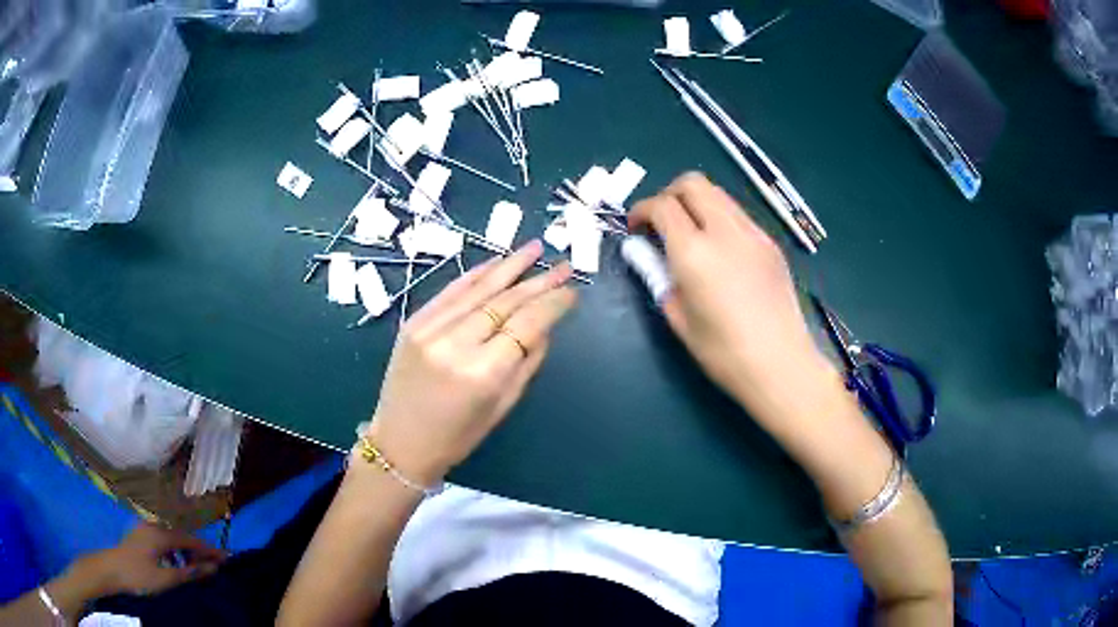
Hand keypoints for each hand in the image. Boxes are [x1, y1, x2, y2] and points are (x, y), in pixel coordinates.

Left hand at [79, 523, 225, 597]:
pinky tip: (174, 565)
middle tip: (213, 567)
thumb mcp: (166, 578)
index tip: (228, 559)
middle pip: (181, 538)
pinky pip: (162, 542)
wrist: (110, 570)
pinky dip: (173, 553)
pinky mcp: (139, 536)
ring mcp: (144, 530)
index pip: (191, 541)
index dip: (209, 550)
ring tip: (195, 569)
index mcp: (160, 534)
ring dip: (185, 554)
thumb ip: (189, 572)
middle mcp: (153, 526)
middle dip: (198, 552)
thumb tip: (212, 568)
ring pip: (171, 541)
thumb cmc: (139, 575)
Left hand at [365, 241, 576, 484]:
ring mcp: (430, 329)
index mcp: (483, 373)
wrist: (401, 442)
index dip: (553, 304)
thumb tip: (545, 325)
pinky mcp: (414, 322)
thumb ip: (527, 361)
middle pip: (506, 302)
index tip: (572, 292)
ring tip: (535, 248)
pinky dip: (476, 274)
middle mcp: (456, 343)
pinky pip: (451, 291)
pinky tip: (497, 262)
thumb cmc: (458, 436)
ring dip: (510, 266)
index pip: (527, 325)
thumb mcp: (502, 405)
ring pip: (478, 289)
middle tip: (564, 267)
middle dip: (539, 281)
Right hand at [629, 173, 835, 421]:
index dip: (642, 210)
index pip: (663, 205)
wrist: (781, 365)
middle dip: (669, 194)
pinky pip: (739, 215)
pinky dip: (720, 219)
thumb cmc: (723, 353)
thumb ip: (658, 276)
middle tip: (662, 222)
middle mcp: (725, 232)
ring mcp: (754, 234)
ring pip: (719, 194)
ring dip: (697, 203)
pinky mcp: (771, 244)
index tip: (635, 227)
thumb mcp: (678, 318)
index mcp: (695, 253)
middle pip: (693, 183)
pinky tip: (720, 251)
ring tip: (691, 235)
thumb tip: (643, 251)